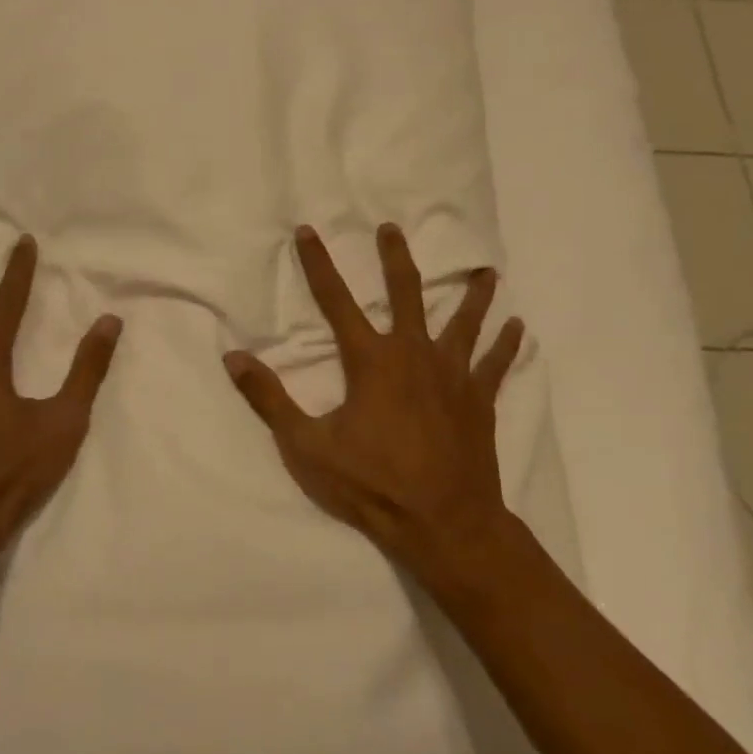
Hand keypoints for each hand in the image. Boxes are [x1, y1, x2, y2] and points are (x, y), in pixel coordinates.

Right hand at [223, 224, 524, 587]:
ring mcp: (453, 374)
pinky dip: (507, 344)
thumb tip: (233, 357)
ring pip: (465, 321)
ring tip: (485, 272)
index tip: (309, 231)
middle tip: (392, 230)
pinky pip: (496, 363)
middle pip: (407, 293)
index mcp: (371, 360)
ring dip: (473, 295)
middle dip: (396, 259)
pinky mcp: (480, 399)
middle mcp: (414, 353)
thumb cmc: (372, 484)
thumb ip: (269, 399)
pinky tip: (519, 326)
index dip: (319, 264)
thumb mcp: (307, 446)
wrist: (444, 524)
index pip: (336, 300)